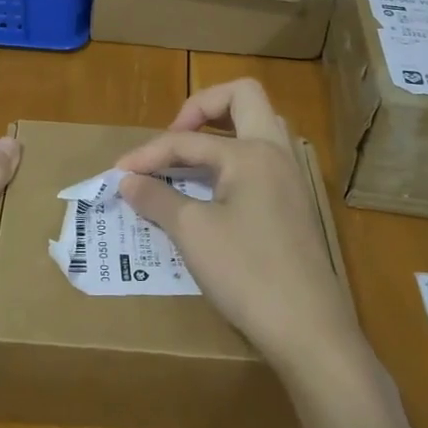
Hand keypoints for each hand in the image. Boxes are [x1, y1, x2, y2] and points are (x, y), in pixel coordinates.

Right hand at [117, 80, 361, 377]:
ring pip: (259, 126)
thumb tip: (128, 181)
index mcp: (251, 152)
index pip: (188, 140)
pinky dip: (233, 158)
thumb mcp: (192, 233)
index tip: (119, 174)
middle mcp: (276, 153)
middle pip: (243, 97)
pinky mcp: (294, 204)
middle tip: (174, 135)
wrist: (309, 329)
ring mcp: (290, 178)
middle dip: (202, 107)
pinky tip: (211, 189)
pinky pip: (261, 158)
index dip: (148, 154)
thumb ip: (157, 198)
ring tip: (190, 156)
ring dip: (222, 130)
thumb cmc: (247, 272)